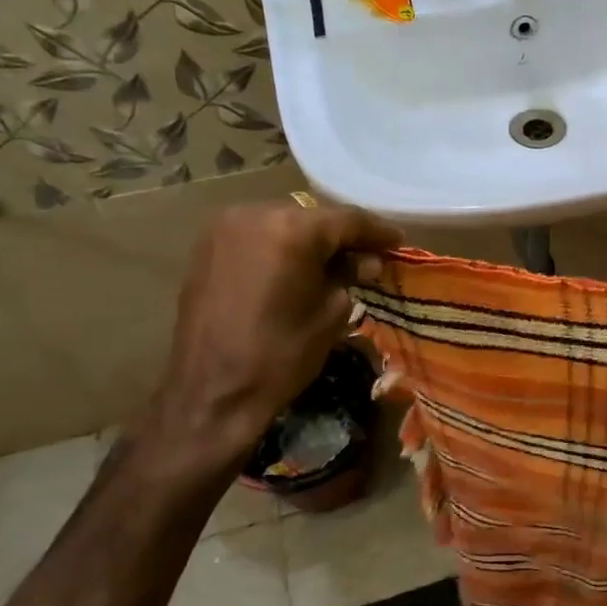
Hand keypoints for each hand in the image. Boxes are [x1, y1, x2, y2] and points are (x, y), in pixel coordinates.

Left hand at [147, 202, 401, 460]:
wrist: (212, 391)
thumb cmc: (281, 355)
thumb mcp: (331, 313)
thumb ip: (350, 276)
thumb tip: (366, 262)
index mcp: (292, 230)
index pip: (348, 220)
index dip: (378, 231)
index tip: (398, 242)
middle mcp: (256, 214)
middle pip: (314, 217)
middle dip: (343, 236)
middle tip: (369, 256)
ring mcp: (226, 227)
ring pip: (285, 223)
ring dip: (311, 240)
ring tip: (334, 263)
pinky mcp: (208, 247)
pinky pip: (258, 235)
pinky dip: (282, 246)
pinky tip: (298, 266)